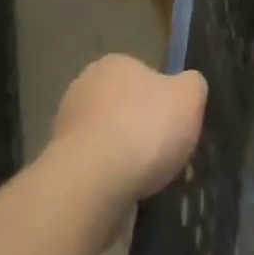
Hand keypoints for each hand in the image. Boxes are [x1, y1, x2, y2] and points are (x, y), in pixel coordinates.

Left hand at [49, 54, 207, 205]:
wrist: (94, 182)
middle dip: (142, 126)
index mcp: (113, 64)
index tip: (175, 122)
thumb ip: (193, 84)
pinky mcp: (61, 162)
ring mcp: (68, 125)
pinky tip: (126, 191)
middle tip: (165, 150)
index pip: (144, 74)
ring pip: (109, 137)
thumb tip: (187, 85)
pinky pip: (96, 165)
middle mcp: (84, 87)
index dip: (163, 98)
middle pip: (124, 105)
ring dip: (125, 153)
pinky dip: (110, 176)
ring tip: (149, 177)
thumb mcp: (190, 96)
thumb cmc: (145, 128)